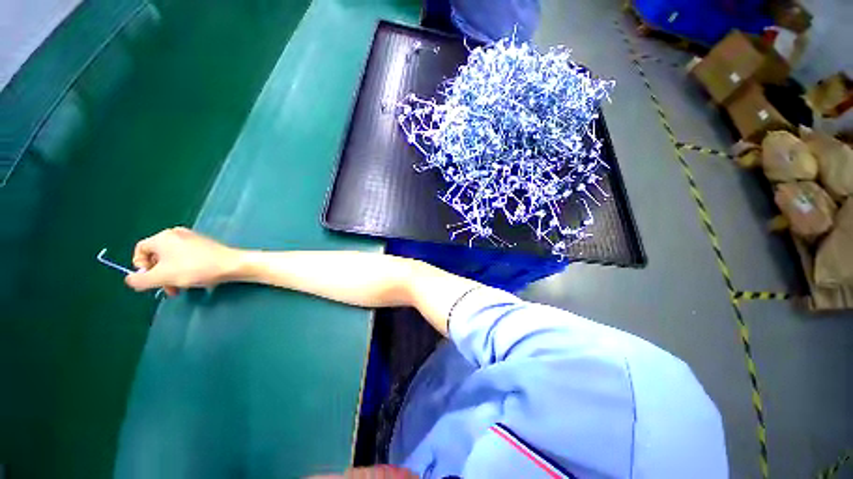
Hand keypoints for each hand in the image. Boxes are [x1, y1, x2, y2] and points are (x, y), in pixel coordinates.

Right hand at [125, 227, 242, 295]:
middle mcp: (176, 234)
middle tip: (168, 290)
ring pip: (173, 260)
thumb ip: (140, 280)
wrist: (232, 264)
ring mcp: (193, 239)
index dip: (140, 266)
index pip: (140, 250)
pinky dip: (185, 270)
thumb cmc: (195, 268)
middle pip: (157, 256)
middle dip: (159, 275)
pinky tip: (194, 280)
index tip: (150, 280)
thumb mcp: (162, 277)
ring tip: (181, 289)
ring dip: (172, 276)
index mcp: (163, 237)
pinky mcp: (205, 246)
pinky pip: (187, 258)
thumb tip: (130, 279)